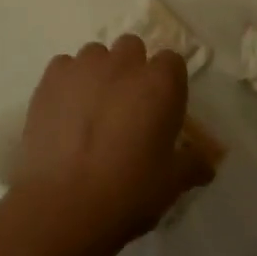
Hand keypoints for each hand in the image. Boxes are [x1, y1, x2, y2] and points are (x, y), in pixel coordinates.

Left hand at [6, 36, 215, 255]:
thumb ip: (193, 164)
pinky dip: (67, 83)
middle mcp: (123, 64)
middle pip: (132, 48)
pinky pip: (64, 67)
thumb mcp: (172, 183)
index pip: (172, 62)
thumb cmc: (129, 192)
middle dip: (132, 69)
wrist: (64, 206)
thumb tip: (206, 163)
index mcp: (160, 83)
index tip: (162, 110)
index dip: (167, 84)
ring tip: (92, 110)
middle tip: (127, 108)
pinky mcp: (50, 79)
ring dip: (99, 73)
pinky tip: (65, 113)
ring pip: (96, 55)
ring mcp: (83, 67)